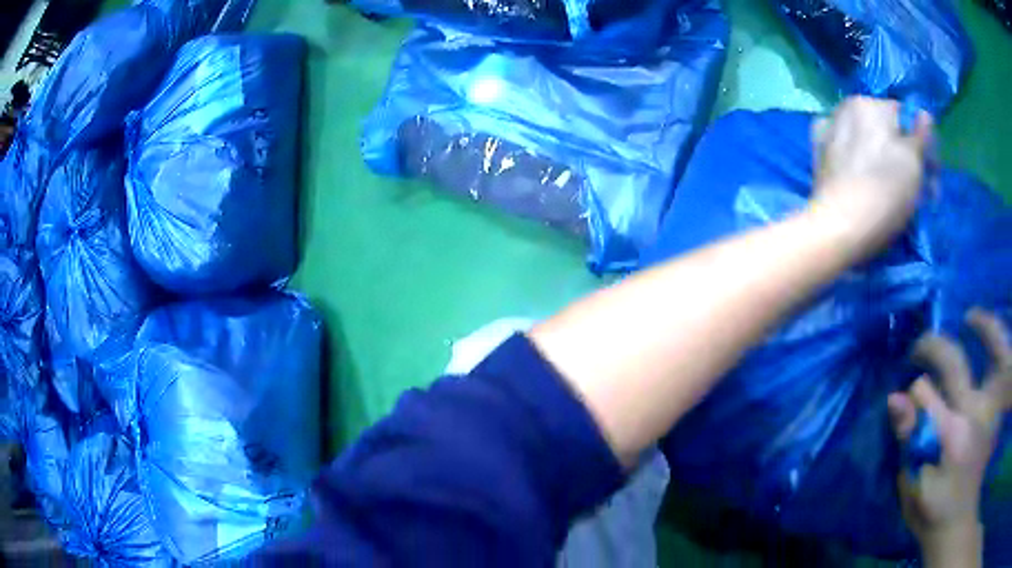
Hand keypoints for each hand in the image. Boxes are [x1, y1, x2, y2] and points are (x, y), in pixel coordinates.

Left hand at [810, 97, 932, 256]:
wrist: (839, 227)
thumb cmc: (885, 192)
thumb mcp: (914, 163)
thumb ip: (921, 135)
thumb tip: (923, 114)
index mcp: (870, 103)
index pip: (905, 118)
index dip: (922, 146)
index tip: (930, 176)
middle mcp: (845, 107)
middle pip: (885, 129)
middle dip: (905, 156)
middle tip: (917, 191)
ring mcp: (829, 128)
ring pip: (867, 140)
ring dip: (884, 160)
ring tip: (895, 192)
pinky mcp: (818, 153)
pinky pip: (848, 151)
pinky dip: (859, 162)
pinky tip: (865, 182)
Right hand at [888, 310, 1011, 563]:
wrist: (957, 522)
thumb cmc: (932, 512)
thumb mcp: (912, 488)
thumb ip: (908, 442)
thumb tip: (894, 398)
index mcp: (949, 439)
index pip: (924, 394)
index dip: (911, 392)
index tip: (903, 398)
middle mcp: (975, 415)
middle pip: (955, 363)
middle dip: (933, 348)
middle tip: (920, 348)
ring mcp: (991, 408)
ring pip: (994, 350)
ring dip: (984, 328)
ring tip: (971, 319)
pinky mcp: (998, 409)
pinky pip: (1003, 363)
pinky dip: (999, 344)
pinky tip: (990, 342)